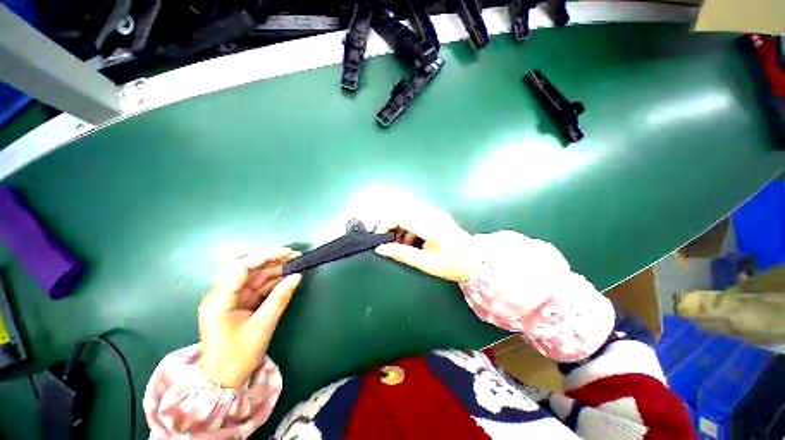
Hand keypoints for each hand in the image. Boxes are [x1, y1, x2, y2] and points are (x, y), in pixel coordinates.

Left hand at [198, 248, 301, 387]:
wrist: (222, 380)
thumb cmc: (238, 356)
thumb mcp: (262, 326)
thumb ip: (280, 298)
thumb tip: (297, 276)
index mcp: (219, 299)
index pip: (241, 267)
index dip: (265, 256)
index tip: (288, 253)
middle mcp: (220, 294)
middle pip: (245, 267)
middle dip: (270, 259)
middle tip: (294, 256)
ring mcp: (228, 299)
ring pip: (252, 276)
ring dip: (273, 269)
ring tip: (294, 264)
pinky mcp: (236, 304)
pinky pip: (255, 287)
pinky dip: (271, 281)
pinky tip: (285, 277)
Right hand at [375, 206, 477, 281]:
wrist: (476, 260)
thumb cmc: (453, 265)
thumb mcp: (426, 263)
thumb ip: (402, 254)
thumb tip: (381, 249)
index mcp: (431, 226)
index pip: (400, 215)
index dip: (385, 224)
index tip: (379, 237)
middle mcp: (432, 214)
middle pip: (402, 210)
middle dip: (391, 225)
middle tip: (388, 241)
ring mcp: (435, 212)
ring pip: (407, 212)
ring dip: (399, 226)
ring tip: (400, 244)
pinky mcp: (436, 214)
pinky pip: (415, 215)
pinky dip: (408, 226)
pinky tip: (410, 240)